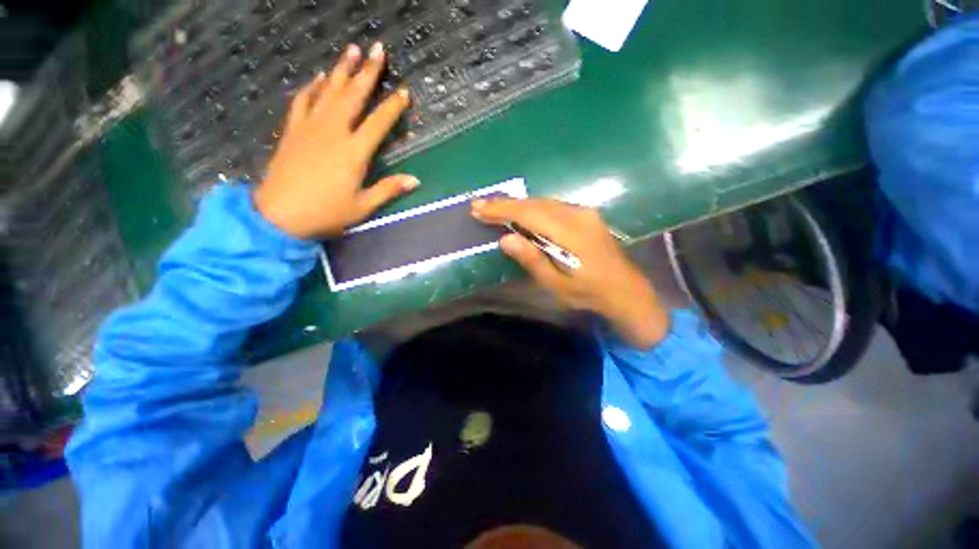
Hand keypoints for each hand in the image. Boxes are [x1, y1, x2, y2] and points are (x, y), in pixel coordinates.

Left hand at [253, 43, 418, 238]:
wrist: (279, 215)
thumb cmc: (326, 213)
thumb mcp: (363, 207)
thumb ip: (388, 190)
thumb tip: (415, 180)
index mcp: (354, 153)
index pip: (378, 123)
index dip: (393, 107)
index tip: (404, 92)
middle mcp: (334, 133)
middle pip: (353, 97)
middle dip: (368, 72)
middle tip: (377, 50)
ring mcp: (310, 128)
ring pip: (329, 92)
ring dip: (341, 70)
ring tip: (351, 50)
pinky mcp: (293, 130)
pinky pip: (303, 101)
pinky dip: (313, 87)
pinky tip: (320, 78)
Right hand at [472, 198, 669, 347]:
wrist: (625, 289)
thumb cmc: (588, 293)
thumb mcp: (557, 284)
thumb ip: (532, 260)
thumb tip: (505, 239)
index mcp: (571, 235)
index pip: (530, 214)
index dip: (502, 210)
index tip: (478, 209)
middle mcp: (579, 215)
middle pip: (535, 203)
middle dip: (505, 204)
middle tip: (479, 207)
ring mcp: (584, 212)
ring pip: (543, 202)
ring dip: (517, 205)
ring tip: (494, 208)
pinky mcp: (586, 214)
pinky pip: (553, 206)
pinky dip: (532, 208)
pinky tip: (520, 213)